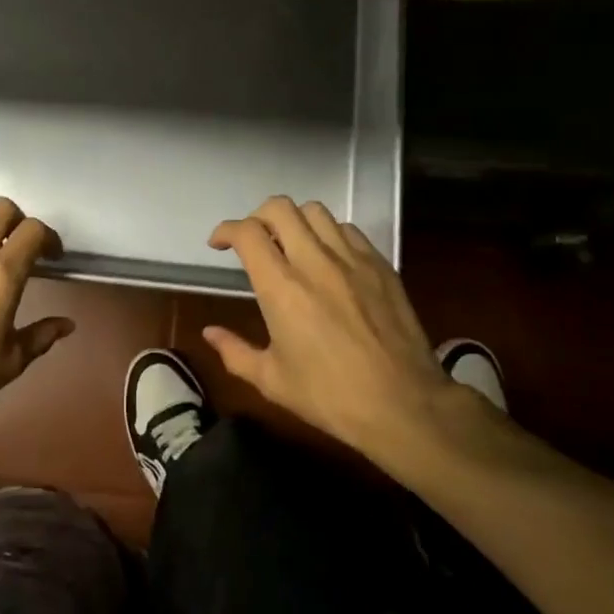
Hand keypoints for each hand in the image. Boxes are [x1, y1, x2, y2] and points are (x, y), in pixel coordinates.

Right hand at [205, 196, 451, 458]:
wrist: (404, 405)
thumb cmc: (330, 396)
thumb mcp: (272, 382)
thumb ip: (235, 353)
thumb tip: (209, 333)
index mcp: (281, 287)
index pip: (247, 233)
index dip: (226, 230)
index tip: (218, 244)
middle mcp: (314, 261)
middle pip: (279, 208)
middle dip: (257, 216)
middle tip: (254, 240)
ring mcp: (351, 259)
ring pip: (316, 211)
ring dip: (295, 221)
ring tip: (292, 244)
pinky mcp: (380, 265)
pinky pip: (348, 230)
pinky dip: (329, 234)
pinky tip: (329, 258)